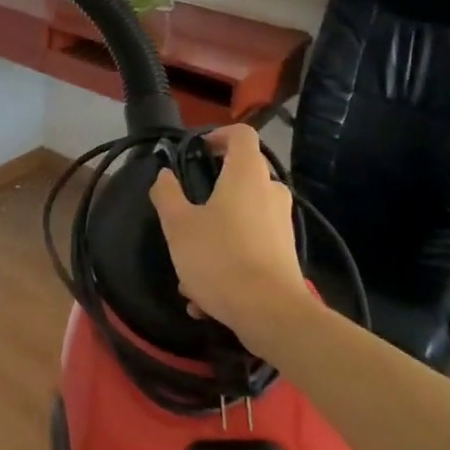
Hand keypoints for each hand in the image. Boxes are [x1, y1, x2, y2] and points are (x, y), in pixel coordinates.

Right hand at [149, 124, 312, 350]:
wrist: (271, 314)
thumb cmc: (220, 258)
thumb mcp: (178, 225)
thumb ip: (167, 194)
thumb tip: (164, 175)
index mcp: (246, 175)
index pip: (241, 135)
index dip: (218, 135)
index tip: (197, 151)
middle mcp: (270, 192)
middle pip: (242, 175)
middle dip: (212, 189)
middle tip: (187, 210)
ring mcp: (282, 224)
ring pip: (243, 215)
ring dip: (216, 232)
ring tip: (189, 266)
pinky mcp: (285, 255)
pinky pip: (251, 245)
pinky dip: (229, 258)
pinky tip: (205, 297)